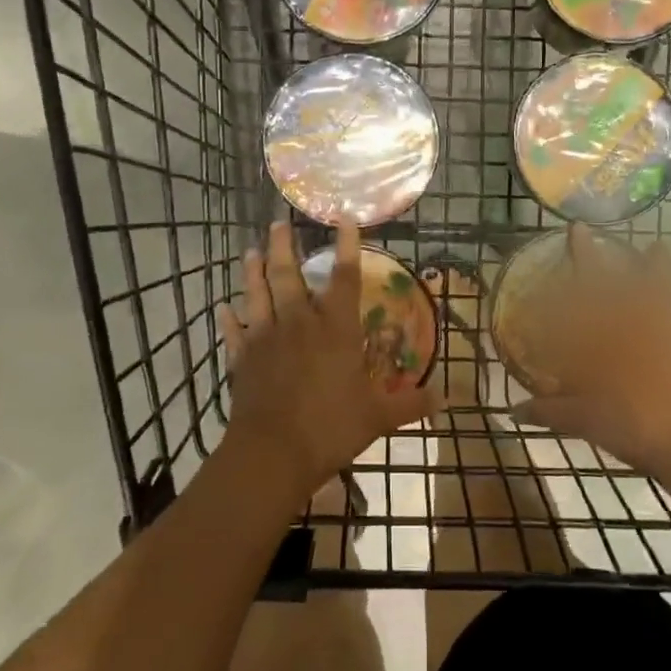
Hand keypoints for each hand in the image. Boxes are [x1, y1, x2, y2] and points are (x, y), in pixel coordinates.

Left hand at [216, 221, 441, 501]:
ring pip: (257, 294)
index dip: (347, 246)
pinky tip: (224, 308)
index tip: (343, 217)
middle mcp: (299, 324)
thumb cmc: (330, 428)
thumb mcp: (379, 417)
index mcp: (335, 330)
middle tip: (278, 222)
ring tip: (250, 250)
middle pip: (288, 275)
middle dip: (284, 246)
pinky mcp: (241, 359)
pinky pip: (234, 333)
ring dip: (253, 271)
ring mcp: (265, 339)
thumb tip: (446, 399)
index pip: (345, 278)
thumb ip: (411, 404)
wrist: (272, 453)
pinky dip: (229, 319)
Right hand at [516, 224, 670, 481]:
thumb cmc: (630, 424)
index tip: (575, 229)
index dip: (579, 255)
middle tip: (593, 232)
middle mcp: (637, 318)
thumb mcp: (582, 420)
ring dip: (657, 265)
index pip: (586, 286)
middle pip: (618, 276)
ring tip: (655, 249)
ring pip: (664, 283)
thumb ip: (548, 411)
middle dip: (601, 253)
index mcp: (606, 333)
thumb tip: (514, 411)